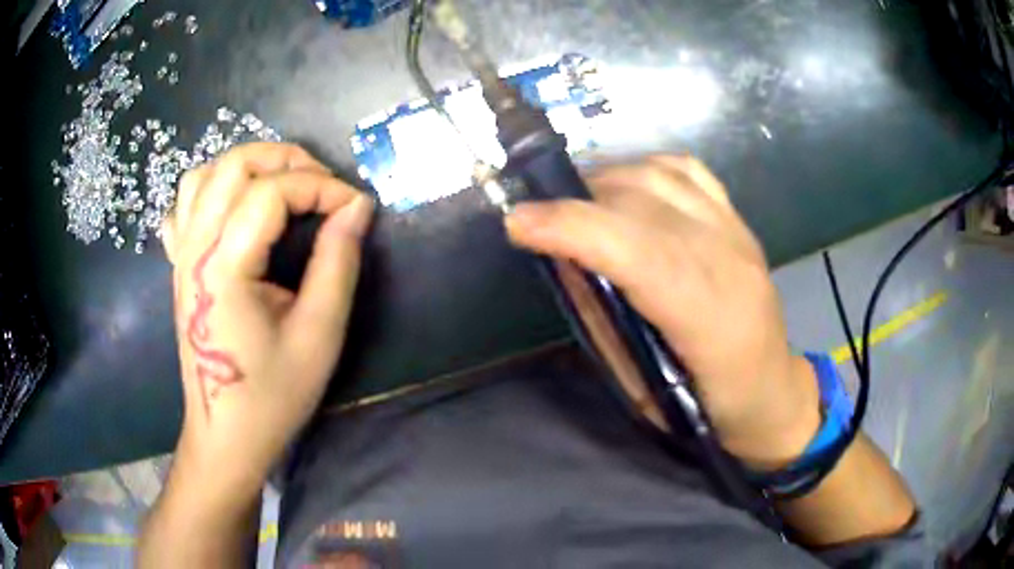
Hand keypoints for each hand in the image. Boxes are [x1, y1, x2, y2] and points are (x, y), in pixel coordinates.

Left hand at [161, 142, 373, 492]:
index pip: (272, 192)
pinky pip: (184, 205)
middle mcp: (194, 249)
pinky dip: (212, 189)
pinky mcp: (178, 266)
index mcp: (224, 267)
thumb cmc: (273, 395)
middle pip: (233, 165)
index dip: (321, 187)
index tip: (355, 207)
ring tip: (282, 186)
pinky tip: (233, 208)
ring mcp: (180, 255)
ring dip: (248, 167)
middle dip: (286, 159)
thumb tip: (358, 207)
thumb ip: (338, 262)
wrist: (226, 434)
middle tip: (322, 184)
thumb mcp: (319, 334)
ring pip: (204, 175)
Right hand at [505, 155, 819, 469]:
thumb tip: (565, 262)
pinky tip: (625, 188)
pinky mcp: (738, 219)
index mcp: (709, 317)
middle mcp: (728, 259)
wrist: (772, 390)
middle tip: (541, 220)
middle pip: (643, 202)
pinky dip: (644, 168)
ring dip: (606, 179)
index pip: (639, 252)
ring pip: (660, 174)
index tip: (518, 222)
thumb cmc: (708, 407)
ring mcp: (737, 231)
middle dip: (578, 201)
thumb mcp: (644, 388)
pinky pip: (686, 170)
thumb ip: (605, 321)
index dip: (575, 228)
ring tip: (577, 202)